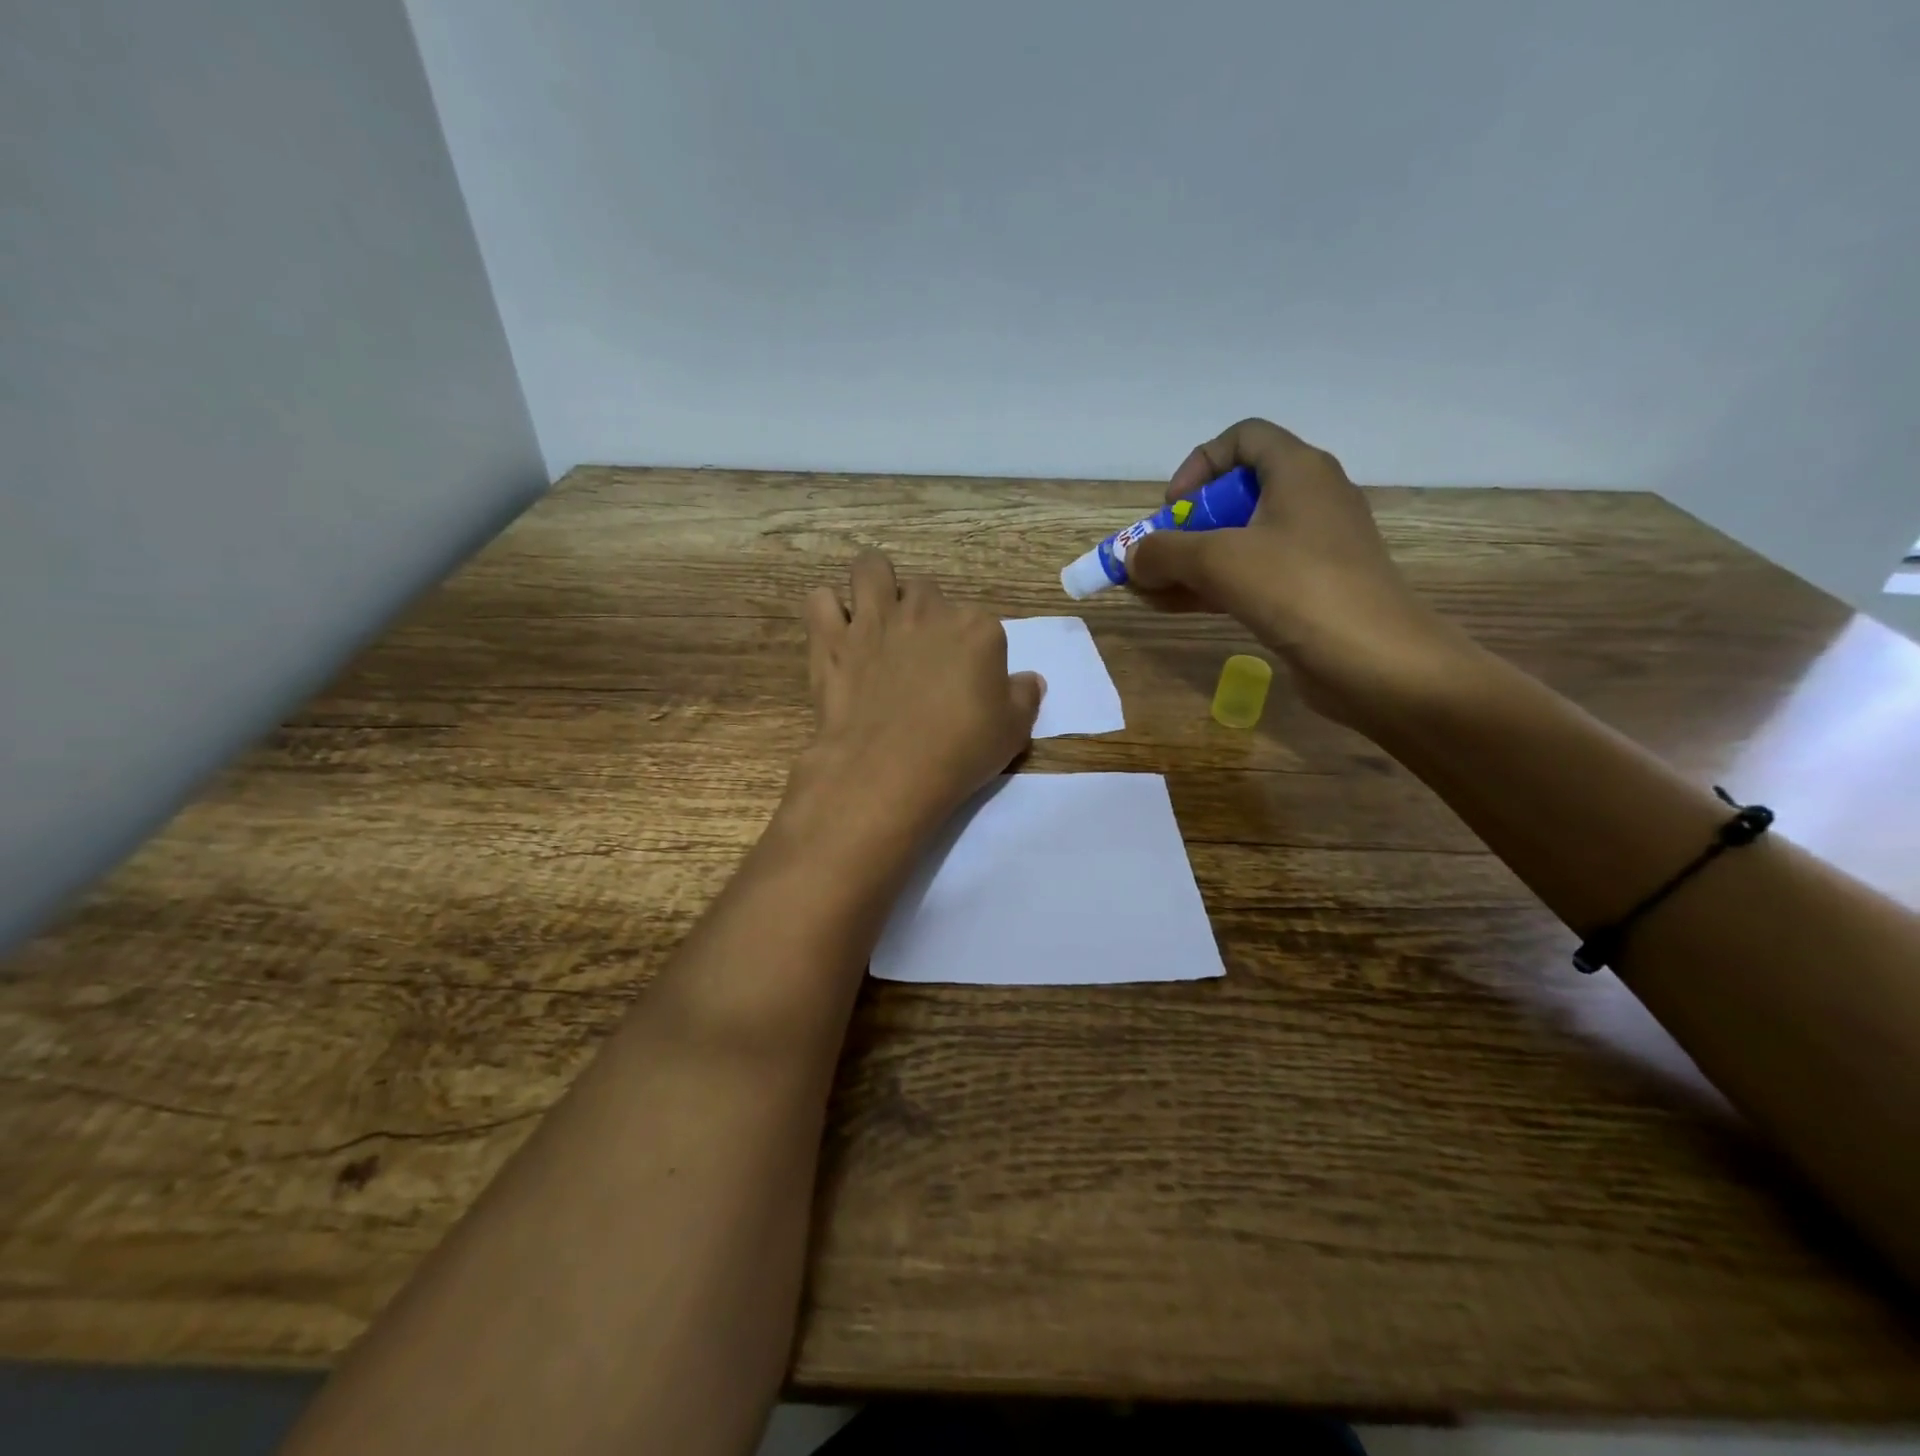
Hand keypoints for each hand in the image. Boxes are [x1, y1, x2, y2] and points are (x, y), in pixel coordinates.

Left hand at [792, 549, 1044, 840]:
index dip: (972, 651)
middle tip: (918, 655)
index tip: (966, 681)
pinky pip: (820, 600)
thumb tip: (1030, 680)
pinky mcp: (832, 638)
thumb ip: (1024, 698)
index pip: (980, 624)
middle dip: (923, 615)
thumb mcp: (1012, 732)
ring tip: (873, 618)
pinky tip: (835, 635)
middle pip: (926, 592)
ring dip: (873, 586)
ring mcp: (874, 619)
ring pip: (870, 569)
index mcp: (976, 628)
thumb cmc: (959, 751)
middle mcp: (925, 611)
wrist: (888, 770)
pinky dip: (826, 612)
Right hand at [1125, 418, 1460, 728]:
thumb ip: (1164, 552)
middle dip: (1185, 526)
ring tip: (1150, 590)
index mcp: (1299, 471)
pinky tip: (1175, 607)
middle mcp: (1309, 500)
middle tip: (1156, 558)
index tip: (1172, 508)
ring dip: (1191, 562)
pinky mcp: (1309, 591)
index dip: (1199, 465)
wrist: (1377, 662)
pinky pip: (1251, 576)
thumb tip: (1132, 559)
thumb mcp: (1218, 561)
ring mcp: (1312, 549)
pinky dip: (1213, 586)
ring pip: (1239, 541)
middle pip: (1235, 494)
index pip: (1243, 439)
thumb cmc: (1298, 589)